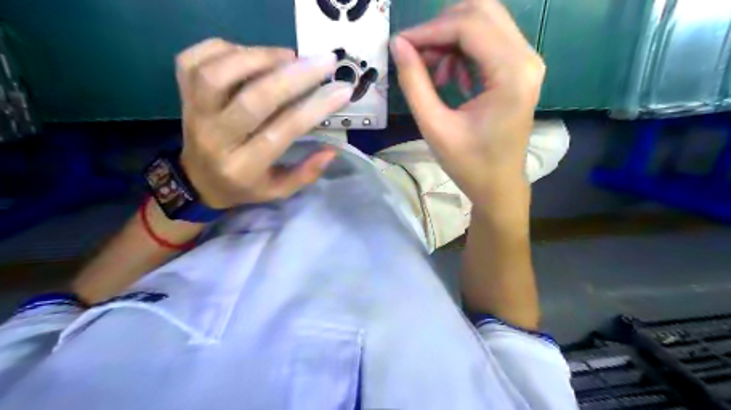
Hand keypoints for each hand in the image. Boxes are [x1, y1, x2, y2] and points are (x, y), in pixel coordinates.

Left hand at [173, 38, 350, 207]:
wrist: (196, 181)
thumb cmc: (243, 186)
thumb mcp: (278, 191)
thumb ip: (306, 173)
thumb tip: (333, 149)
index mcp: (243, 167)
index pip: (282, 131)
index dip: (314, 108)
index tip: (341, 91)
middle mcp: (215, 138)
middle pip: (253, 99)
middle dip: (294, 76)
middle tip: (325, 62)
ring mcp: (193, 112)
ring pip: (219, 73)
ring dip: (260, 57)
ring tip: (289, 56)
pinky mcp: (181, 93)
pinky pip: (194, 59)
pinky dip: (225, 48)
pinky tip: (251, 55)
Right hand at [391, 1, 544, 206]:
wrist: (498, 184)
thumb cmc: (469, 164)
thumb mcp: (435, 127)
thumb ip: (414, 83)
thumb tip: (398, 45)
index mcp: (512, 75)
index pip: (469, 26)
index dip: (429, 30)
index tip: (400, 45)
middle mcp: (527, 58)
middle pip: (481, 11)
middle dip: (441, 28)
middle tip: (417, 56)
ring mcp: (527, 61)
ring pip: (484, 21)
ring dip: (451, 38)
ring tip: (434, 73)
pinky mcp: (520, 68)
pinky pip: (488, 39)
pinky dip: (462, 49)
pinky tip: (451, 78)